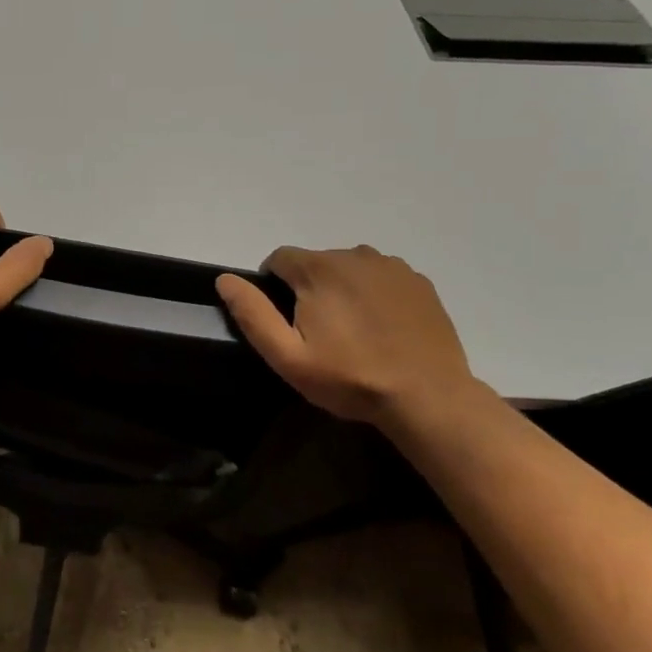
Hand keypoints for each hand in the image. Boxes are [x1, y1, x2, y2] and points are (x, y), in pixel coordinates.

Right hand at [216, 246, 480, 426]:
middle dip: (308, 288)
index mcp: (319, 269)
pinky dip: (374, 294)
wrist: (427, 397)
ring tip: (352, 331)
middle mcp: (355, 255)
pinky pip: (382, 277)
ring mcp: (392, 267)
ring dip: (342, 288)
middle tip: (319, 333)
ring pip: (350, 268)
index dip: (274, 286)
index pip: (279, 259)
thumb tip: (225, 279)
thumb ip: (253, 314)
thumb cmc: (350, 378)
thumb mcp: (288, 356)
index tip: (285, 320)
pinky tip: (382, 328)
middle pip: (316, 262)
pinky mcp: (419, 282)